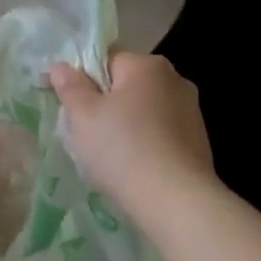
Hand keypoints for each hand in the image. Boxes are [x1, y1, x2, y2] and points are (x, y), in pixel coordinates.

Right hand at [48, 52, 215, 217]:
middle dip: (105, 103)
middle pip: (127, 84)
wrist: (176, 202)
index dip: (82, 79)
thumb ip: (70, 87)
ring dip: (126, 125)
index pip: (106, 59)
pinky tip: (134, 168)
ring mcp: (191, 111)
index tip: (68, 106)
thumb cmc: (122, 150)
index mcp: (147, 65)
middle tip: (84, 133)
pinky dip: (146, 143)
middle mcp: (175, 79)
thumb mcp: (83, 117)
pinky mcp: (199, 141)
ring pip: (144, 110)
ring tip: (109, 156)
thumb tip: (61, 66)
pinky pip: (161, 133)